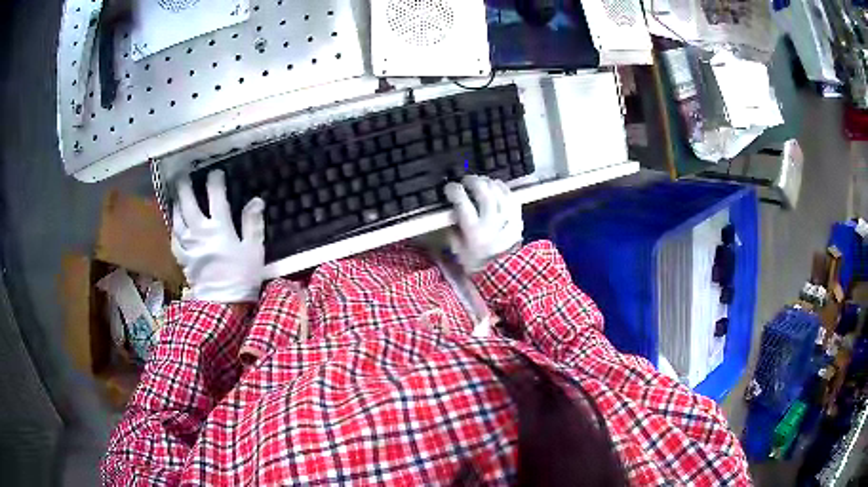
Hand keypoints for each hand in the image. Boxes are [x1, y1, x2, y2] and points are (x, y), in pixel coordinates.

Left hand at [171, 171, 265, 302]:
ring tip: (176, 195)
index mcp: (220, 227)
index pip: (215, 196)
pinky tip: (175, 224)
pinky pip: (174, 239)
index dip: (215, 181)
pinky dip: (174, 228)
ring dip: (176, 204)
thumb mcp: (254, 250)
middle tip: (183, 176)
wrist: (223, 305)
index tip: (215, 172)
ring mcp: (188, 245)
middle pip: (188, 203)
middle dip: (185, 186)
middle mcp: (200, 231)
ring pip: (177, 218)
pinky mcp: (183, 258)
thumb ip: (253, 223)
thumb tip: (256, 200)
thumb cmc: (242, 277)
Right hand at [444, 175, 522, 271]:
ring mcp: (508, 221)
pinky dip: (504, 189)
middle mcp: (492, 224)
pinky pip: (512, 199)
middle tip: (466, 180)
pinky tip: (497, 186)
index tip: (450, 187)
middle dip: (473, 182)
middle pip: (484, 193)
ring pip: (499, 193)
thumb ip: (454, 228)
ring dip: (488, 183)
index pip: (463, 203)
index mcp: (474, 233)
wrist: (502, 274)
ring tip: (481, 181)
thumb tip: (452, 209)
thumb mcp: (458, 249)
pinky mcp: (518, 221)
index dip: (455, 190)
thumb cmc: (475, 263)